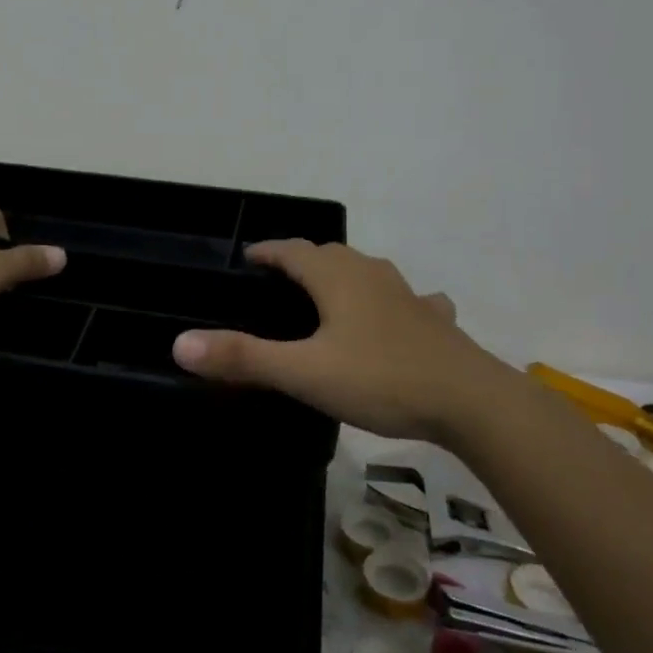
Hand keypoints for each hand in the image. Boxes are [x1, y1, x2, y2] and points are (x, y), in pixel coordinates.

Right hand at [171, 240, 507, 440]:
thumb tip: (180, 342)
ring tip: (328, 294)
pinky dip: (393, 301)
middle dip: (301, 260)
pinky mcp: (434, 321)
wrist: (471, 401)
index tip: (247, 258)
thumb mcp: (304, 373)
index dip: (266, 251)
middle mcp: (371, 274)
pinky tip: (401, 315)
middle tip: (278, 281)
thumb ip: (243, 358)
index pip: (291, 251)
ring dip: (344, 275)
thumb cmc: (380, 379)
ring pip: (367, 272)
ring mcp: (407, 295)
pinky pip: (409, 299)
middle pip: (329, 255)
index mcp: (336, 278)